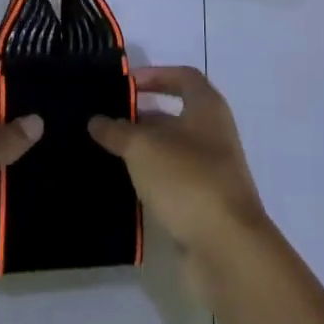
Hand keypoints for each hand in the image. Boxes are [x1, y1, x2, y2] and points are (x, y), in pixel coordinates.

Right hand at [88, 66, 266, 263]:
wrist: (226, 248)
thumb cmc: (188, 180)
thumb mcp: (144, 148)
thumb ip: (118, 131)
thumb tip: (96, 120)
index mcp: (207, 109)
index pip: (184, 77)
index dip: (156, 75)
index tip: (126, 84)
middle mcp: (213, 135)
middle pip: (175, 116)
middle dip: (141, 117)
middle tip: (105, 122)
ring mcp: (211, 172)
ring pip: (171, 152)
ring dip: (142, 152)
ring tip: (104, 153)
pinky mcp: (203, 205)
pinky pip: (172, 183)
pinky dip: (150, 181)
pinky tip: (122, 186)